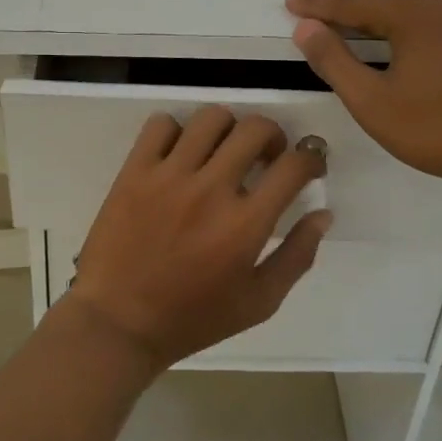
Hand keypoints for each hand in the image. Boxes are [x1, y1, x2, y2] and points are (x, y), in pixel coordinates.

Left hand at [68, 107, 331, 369]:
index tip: (308, 165)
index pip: (293, 166)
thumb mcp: (258, 303)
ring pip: (211, 117)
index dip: (311, 158)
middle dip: (273, 136)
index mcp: (246, 223)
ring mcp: (169, 175)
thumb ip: (297, 257)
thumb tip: (322, 214)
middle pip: (255, 129)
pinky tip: (179, 154)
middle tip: (266, 156)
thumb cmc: (193, 318)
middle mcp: (211, 189)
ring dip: (227, 128)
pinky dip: (176, 131)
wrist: (119, 323)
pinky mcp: (135, 170)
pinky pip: (161, 124)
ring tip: (222, 150)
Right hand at [284, 0, 441, 193]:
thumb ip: (334, 61)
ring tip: (354, 8)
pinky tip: (409, 25)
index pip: (351, 1)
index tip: (291, 0)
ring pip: (415, 1)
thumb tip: (305, 27)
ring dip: (380, 5)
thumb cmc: (441, 130)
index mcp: (412, 9)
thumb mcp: (374, 102)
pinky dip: (416, 16)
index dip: (317, 3)